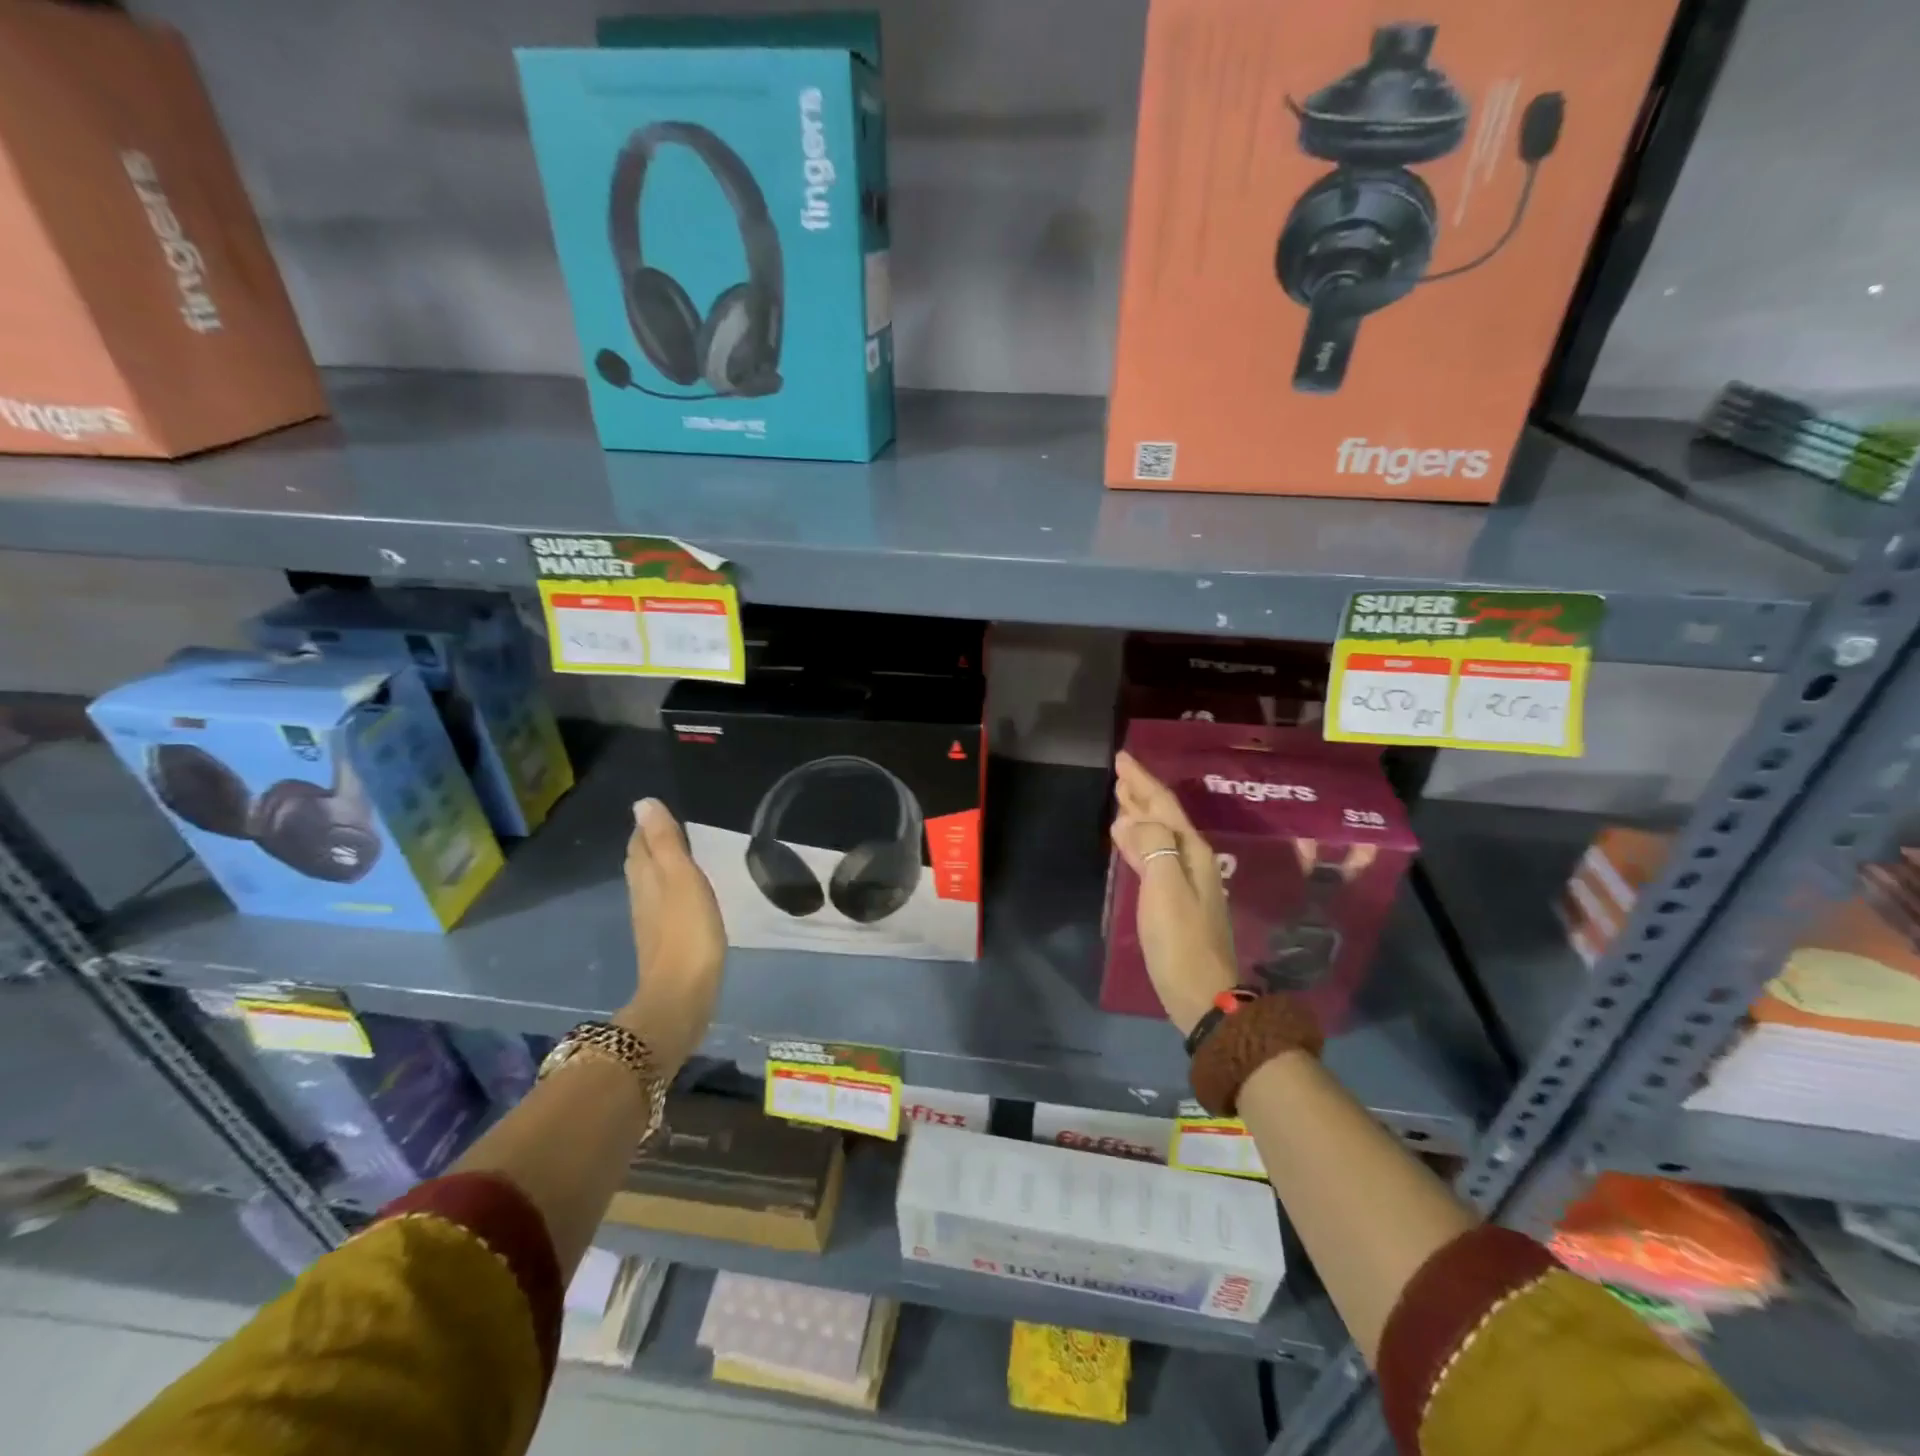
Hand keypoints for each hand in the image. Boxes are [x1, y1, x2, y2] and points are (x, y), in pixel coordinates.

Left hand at [617, 798, 724, 1072]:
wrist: (682, 994)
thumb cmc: (687, 931)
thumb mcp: (681, 878)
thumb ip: (665, 841)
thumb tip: (643, 803)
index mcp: (645, 878)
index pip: (639, 844)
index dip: (646, 827)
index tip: (659, 812)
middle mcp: (641, 897)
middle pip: (640, 864)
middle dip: (649, 845)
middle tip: (668, 829)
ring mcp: (650, 923)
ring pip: (649, 885)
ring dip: (659, 869)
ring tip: (677, 857)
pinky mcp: (663, 942)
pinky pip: (662, 906)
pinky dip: (669, 892)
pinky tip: (683, 897)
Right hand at [1110, 752, 1239, 1035]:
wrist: (1203, 995)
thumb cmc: (1181, 940)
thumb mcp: (1165, 888)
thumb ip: (1152, 847)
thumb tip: (1132, 821)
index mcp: (1192, 851)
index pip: (1164, 805)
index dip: (1142, 781)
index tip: (1122, 758)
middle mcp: (1193, 859)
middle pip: (1165, 816)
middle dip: (1142, 792)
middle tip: (1120, 773)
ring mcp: (1186, 880)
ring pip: (1159, 834)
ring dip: (1140, 814)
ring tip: (1121, 799)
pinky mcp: (1175, 900)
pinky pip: (1155, 855)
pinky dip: (1140, 842)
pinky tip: (1128, 841)